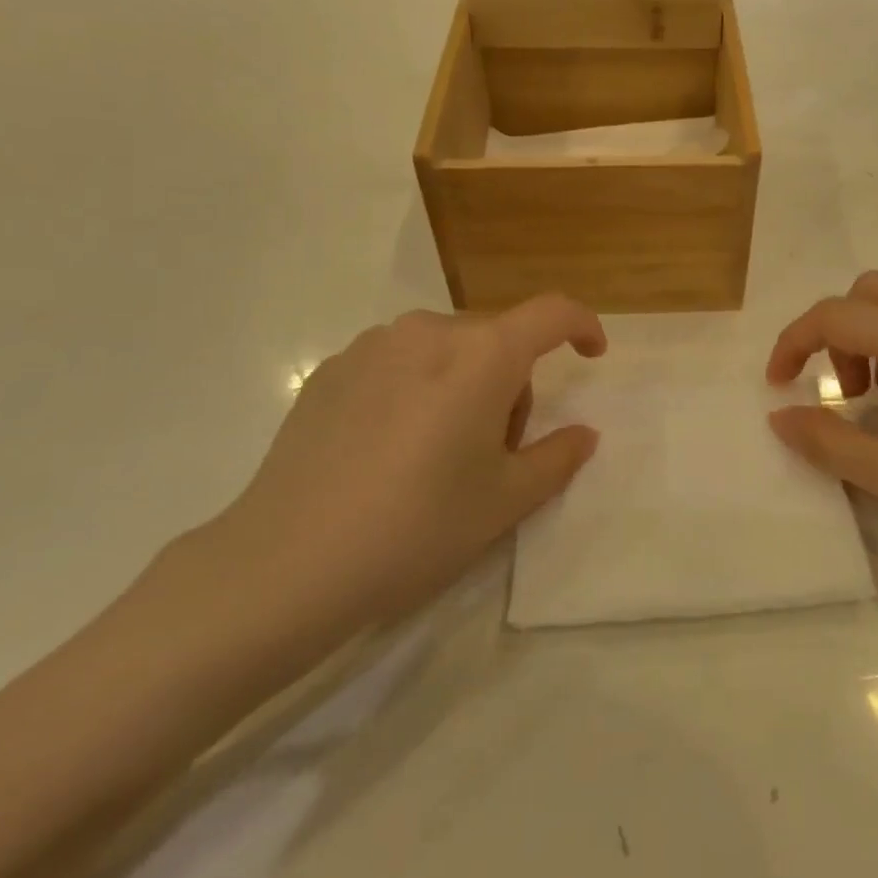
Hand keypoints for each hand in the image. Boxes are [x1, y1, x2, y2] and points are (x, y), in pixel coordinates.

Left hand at [198, 295, 605, 666]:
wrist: (286, 564)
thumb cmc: (417, 527)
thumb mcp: (506, 501)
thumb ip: (558, 457)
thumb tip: (583, 434)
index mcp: (482, 355)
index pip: (551, 313)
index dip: (582, 327)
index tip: (591, 356)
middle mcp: (429, 331)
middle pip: (496, 338)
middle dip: (512, 382)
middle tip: (494, 451)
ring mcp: (372, 346)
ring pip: (446, 348)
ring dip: (463, 383)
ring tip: (437, 453)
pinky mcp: (331, 369)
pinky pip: (398, 362)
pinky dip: (415, 389)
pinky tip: (387, 450)